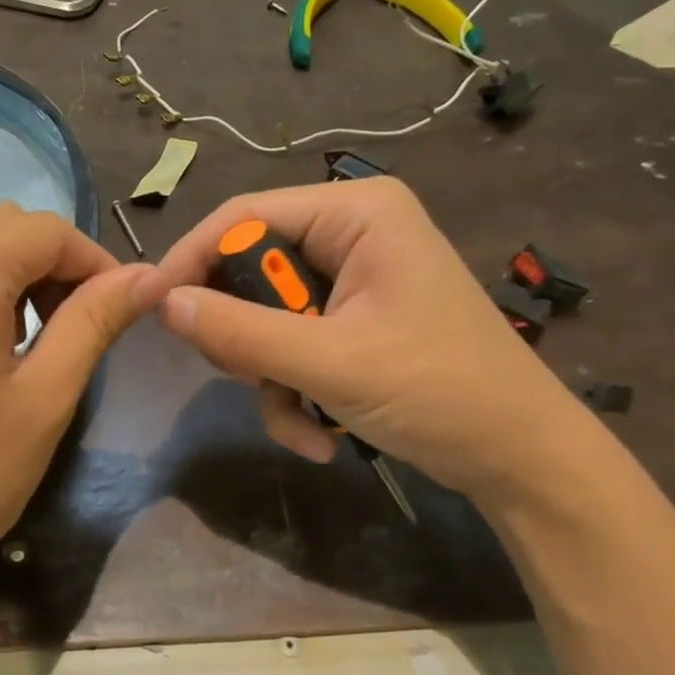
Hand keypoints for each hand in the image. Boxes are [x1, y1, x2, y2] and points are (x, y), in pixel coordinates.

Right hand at [154, 178, 584, 502]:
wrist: (522, 461)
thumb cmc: (440, 393)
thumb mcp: (330, 362)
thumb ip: (240, 331)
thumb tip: (162, 304)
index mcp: (356, 214)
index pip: (243, 216)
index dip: (191, 259)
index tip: (152, 309)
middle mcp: (352, 233)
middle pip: (251, 271)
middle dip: (246, 339)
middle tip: (251, 379)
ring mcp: (353, 279)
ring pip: (265, 317)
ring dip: (271, 378)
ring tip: (303, 421)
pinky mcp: (353, 320)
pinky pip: (291, 344)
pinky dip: (294, 391)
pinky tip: (321, 434)